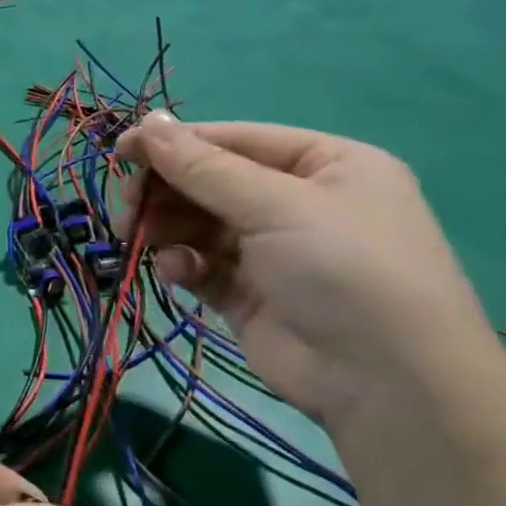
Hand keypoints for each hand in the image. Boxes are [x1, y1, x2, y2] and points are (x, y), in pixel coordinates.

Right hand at [116, 114, 494, 430]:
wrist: (384, 381)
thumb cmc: (343, 269)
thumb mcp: (275, 205)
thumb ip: (203, 167)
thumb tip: (147, 123)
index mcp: (324, 165)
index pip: (235, 140)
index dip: (176, 143)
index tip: (121, 152)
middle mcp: (299, 202)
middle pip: (211, 182)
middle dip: (167, 191)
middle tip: (129, 205)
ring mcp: (273, 251)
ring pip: (199, 224)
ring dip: (166, 227)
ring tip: (139, 237)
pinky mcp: (249, 293)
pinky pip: (202, 264)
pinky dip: (182, 263)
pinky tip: (176, 272)